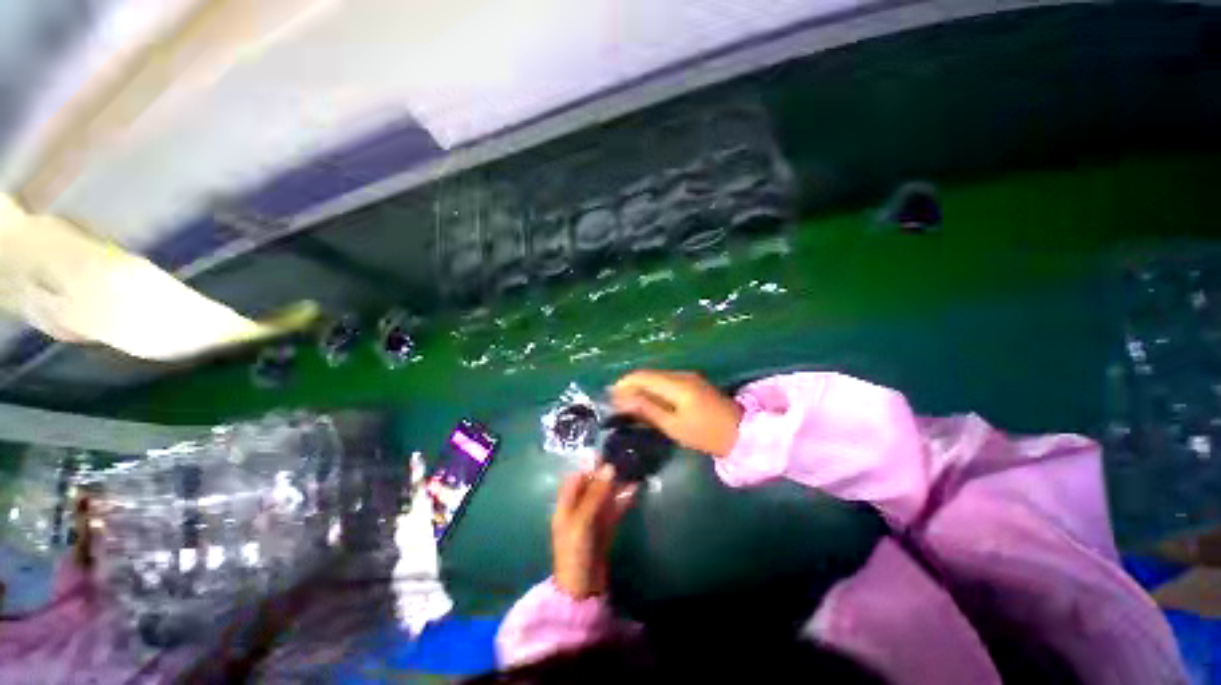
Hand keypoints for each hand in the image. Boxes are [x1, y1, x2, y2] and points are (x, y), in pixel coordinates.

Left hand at [551, 464, 635, 599]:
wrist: (583, 592)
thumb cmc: (576, 554)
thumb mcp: (582, 521)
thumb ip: (595, 494)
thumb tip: (609, 467)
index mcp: (565, 506)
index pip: (576, 479)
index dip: (589, 466)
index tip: (606, 453)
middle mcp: (578, 510)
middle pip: (592, 486)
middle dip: (606, 474)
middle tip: (623, 459)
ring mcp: (592, 521)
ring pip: (605, 497)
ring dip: (617, 485)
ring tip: (632, 469)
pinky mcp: (605, 530)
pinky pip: (614, 510)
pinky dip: (623, 500)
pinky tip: (634, 489)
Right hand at [610, 370, 743, 457]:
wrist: (742, 433)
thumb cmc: (705, 434)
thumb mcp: (673, 425)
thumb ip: (647, 409)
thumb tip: (623, 398)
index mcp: (676, 384)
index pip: (643, 376)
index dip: (624, 383)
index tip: (610, 395)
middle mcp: (681, 374)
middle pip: (649, 374)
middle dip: (631, 385)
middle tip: (617, 401)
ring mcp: (689, 377)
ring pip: (657, 377)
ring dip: (642, 386)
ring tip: (630, 402)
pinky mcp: (693, 382)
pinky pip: (667, 381)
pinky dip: (654, 388)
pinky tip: (649, 401)